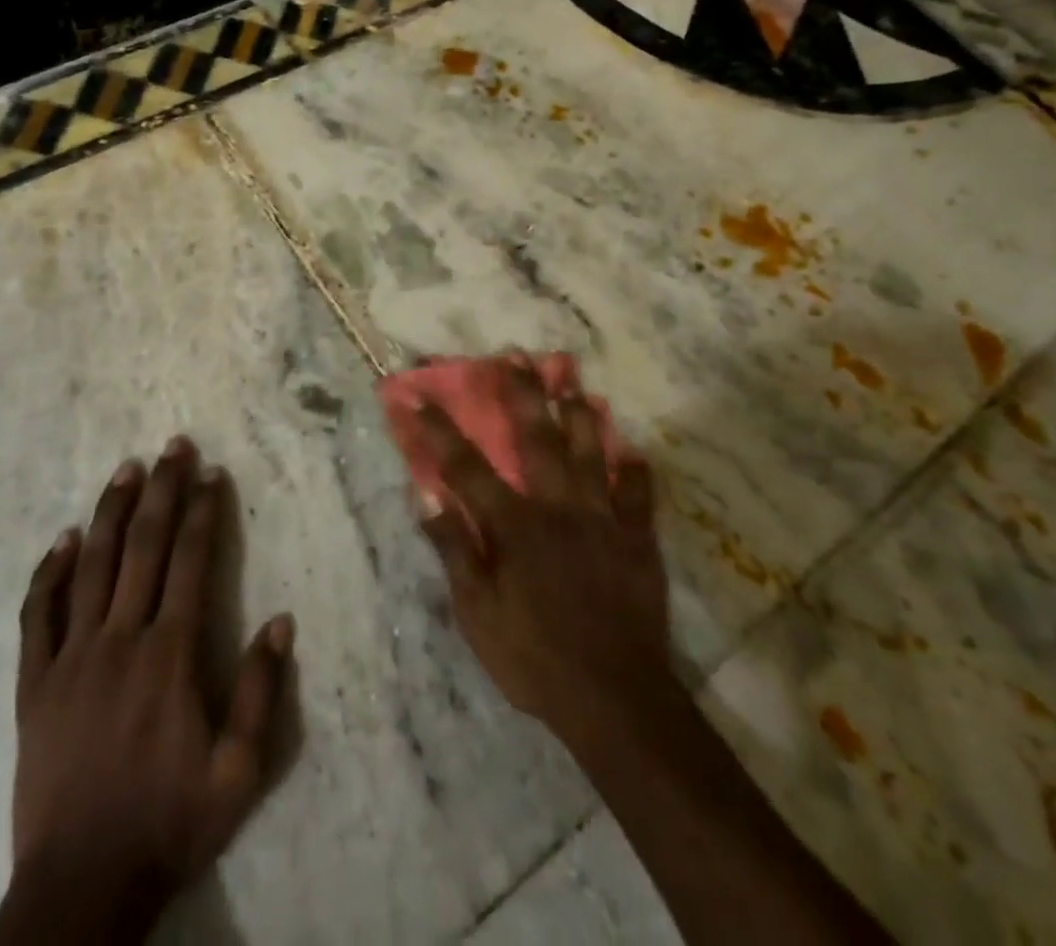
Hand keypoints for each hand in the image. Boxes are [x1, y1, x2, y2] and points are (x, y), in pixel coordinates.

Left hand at [0, 438, 293, 943]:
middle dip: (161, 491)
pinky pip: (38, 615)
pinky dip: (50, 572)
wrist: (81, 887)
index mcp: (168, 656)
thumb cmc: (168, 823)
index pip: (190, 562)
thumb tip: (282, 621)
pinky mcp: (34, 684)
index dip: (203, 512)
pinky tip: (63, 538)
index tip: (211, 473)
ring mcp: (71, 658)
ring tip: (126, 469)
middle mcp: (120, 640)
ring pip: (92, 566)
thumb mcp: (237, 772)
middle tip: (172, 446)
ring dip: (111, 512)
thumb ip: (259, 692)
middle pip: (143, 547)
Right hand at [399, 358, 673, 748]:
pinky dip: (634, 470)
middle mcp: (557, 507)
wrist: (614, 699)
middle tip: (515, 355)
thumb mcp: (476, 614)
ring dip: (579, 413)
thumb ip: (454, 549)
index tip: (416, 396)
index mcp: (514, 525)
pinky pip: (638, 495)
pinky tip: (633, 450)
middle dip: (521, 393)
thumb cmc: (533, 658)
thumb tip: (425, 495)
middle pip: (536, 438)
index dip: (438, 429)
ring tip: (572, 379)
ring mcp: (602, 519)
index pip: (466, 466)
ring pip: (590, 452)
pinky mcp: (637, 540)